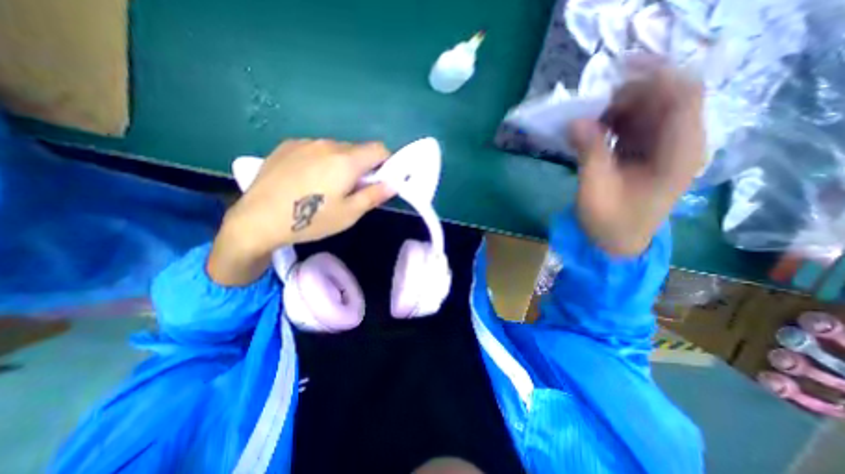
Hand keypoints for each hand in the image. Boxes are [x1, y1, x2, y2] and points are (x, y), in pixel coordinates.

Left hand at [212, 138, 395, 283]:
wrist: (257, 219)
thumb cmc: (310, 220)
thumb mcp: (349, 214)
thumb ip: (374, 195)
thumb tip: (394, 184)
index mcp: (346, 161)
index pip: (379, 149)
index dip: (386, 163)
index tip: (380, 180)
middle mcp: (327, 144)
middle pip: (357, 149)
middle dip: (363, 166)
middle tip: (352, 189)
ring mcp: (305, 142)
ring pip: (336, 149)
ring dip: (341, 163)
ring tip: (326, 186)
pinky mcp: (287, 145)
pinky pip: (315, 149)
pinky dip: (321, 160)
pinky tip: (306, 180)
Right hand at [568, 65, 708, 255]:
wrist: (616, 244)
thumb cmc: (609, 222)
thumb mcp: (595, 189)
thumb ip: (589, 152)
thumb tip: (574, 121)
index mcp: (678, 153)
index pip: (682, 96)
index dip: (654, 76)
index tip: (615, 73)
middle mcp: (679, 144)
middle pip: (665, 98)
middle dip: (628, 95)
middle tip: (590, 108)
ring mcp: (662, 148)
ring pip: (647, 110)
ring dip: (617, 110)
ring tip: (587, 122)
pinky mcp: (645, 154)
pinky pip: (634, 126)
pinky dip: (613, 123)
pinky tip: (592, 132)